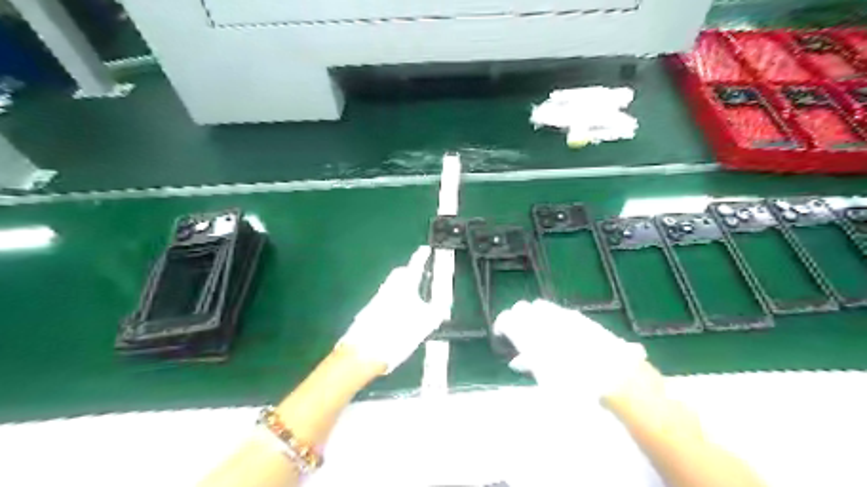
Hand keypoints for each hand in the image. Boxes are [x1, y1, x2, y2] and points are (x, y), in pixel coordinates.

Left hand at [337, 245, 445, 373]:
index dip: (421, 256)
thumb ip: (437, 311)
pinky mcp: (369, 311)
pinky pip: (386, 299)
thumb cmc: (398, 334)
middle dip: (410, 272)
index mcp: (404, 286)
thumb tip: (443, 303)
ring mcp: (377, 299)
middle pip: (400, 274)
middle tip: (421, 277)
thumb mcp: (426, 323)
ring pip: (392, 286)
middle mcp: (388, 288)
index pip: (415, 265)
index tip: (425, 249)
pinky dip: (395, 301)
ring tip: (414, 300)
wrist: (364, 352)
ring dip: (403, 287)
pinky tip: (400, 315)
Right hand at [490, 300, 646, 399]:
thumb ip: (530, 365)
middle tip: (518, 332)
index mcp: (528, 333)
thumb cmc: (573, 383)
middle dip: (517, 318)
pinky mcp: (576, 315)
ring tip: (537, 331)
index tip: (501, 333)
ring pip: (539, 306)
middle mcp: (541, 318)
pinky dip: (551, 318)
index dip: (501, 325)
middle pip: (521, 308)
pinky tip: (557, 332)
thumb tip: (518, 362)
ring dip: (534, 316)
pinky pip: (557, 311)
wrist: (610, 371)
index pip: (506, 319)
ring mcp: (559, 314)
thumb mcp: (545, 381)